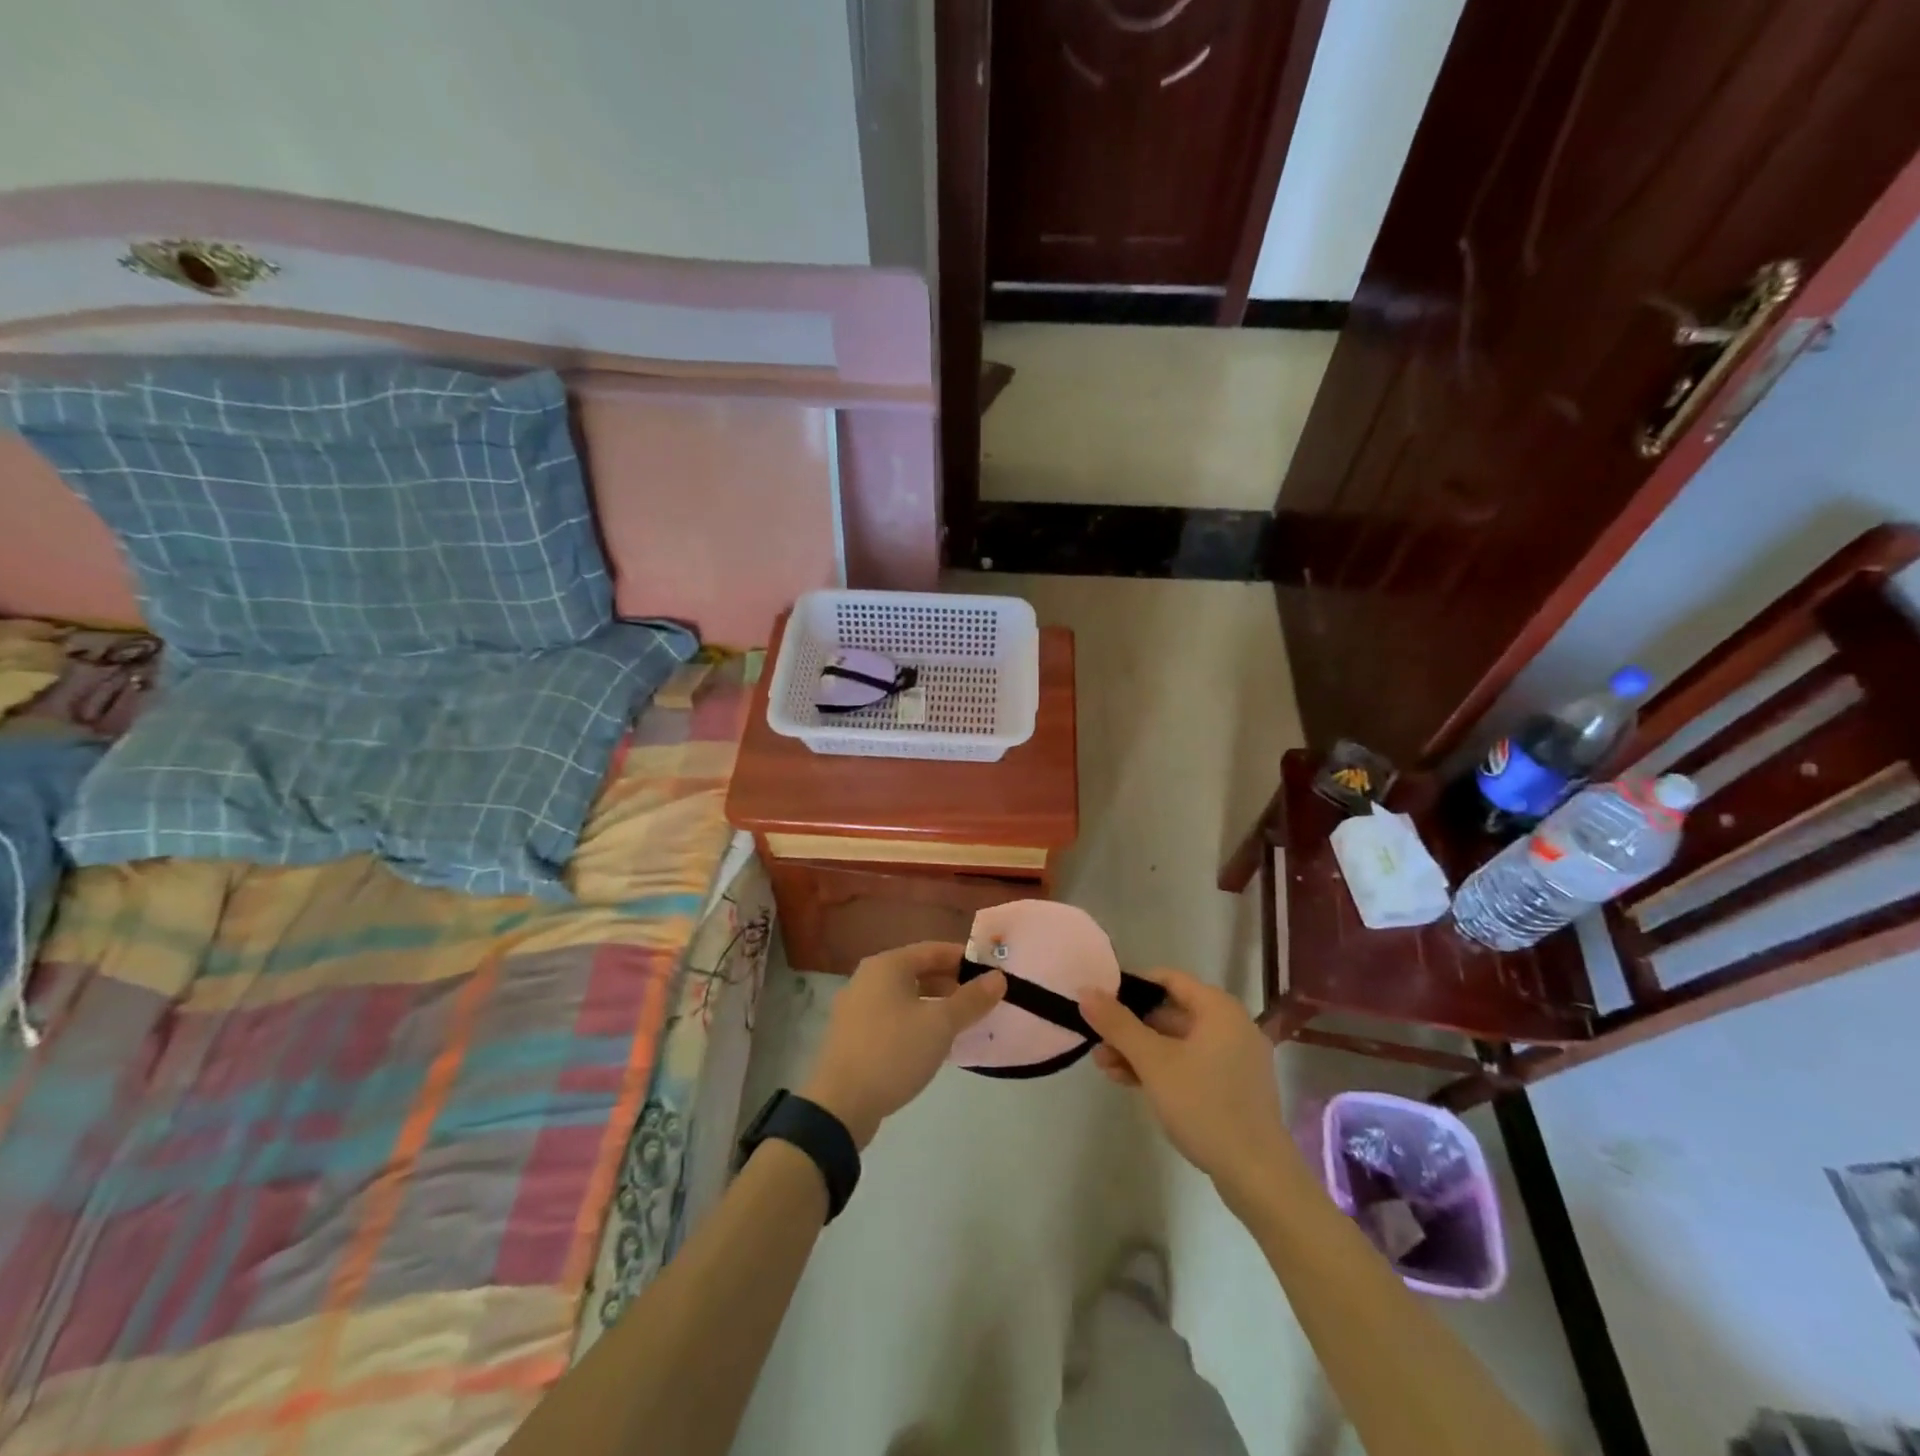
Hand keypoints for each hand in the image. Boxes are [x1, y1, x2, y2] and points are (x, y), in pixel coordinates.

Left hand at [800, 942, 1004, 1148]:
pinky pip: (891, 1017)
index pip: (934, 950)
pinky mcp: (852, 1035)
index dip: (965, 959)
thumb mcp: (940, 1024)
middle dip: (951, 984)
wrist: (840, 1105)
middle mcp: (868, 978)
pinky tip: (931, 1044)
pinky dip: (914, 1022)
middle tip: (981, 1001)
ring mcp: (856, 1007)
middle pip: (917, 971)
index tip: (991, 974)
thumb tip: (998, 977)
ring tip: (961, 1023)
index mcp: (887, 965)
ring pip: (905, 996)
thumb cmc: (893, 1052)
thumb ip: (971, 999)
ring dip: (934, 1005)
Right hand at [1079, 970, 1293, 1203]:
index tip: (1100, 1000)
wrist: (1258, 1176)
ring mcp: (1235, 1058)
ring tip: (1104, 1066)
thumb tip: (1085, 990)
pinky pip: (1190, 1064)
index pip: (1168, 979)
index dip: (1131, 986)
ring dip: (1140, 1051)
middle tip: (1096, 1040)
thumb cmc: (1205, 1106)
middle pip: (1170, 1012)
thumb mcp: (1153, 1062)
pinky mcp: (1233, 1088)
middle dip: (1130, 1027)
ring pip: (1177, 1042)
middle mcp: (1231, 1025)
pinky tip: (1129, 1082)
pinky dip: (1162, 1068)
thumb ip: (1118, 1024)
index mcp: (1218, 1009)